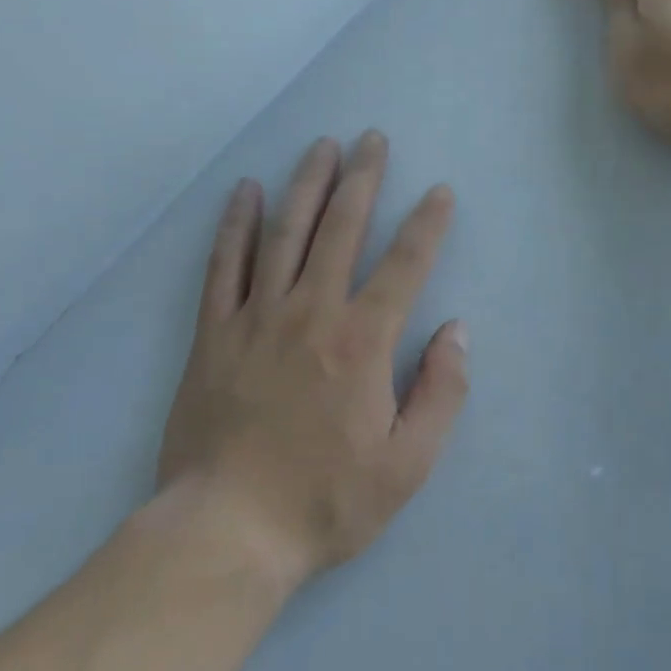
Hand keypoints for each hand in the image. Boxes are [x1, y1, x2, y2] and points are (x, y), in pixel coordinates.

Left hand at [155, 133, 467, 588]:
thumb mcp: (408, 464)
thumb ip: (441, 392)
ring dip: (307, 185)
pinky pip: (224, 265)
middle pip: (341, 229)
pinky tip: (246, 191)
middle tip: (372, 138)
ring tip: (322, 146)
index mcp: (362, 342)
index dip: (427, 224)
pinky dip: (236, 224)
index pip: (404, 265)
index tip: (440, 191)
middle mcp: (311, 313)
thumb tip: (456, 330)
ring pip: (285, 234)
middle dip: (363, 179)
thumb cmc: (325, 500)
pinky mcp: (213, 333)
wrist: (226, 532)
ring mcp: (256, 317)